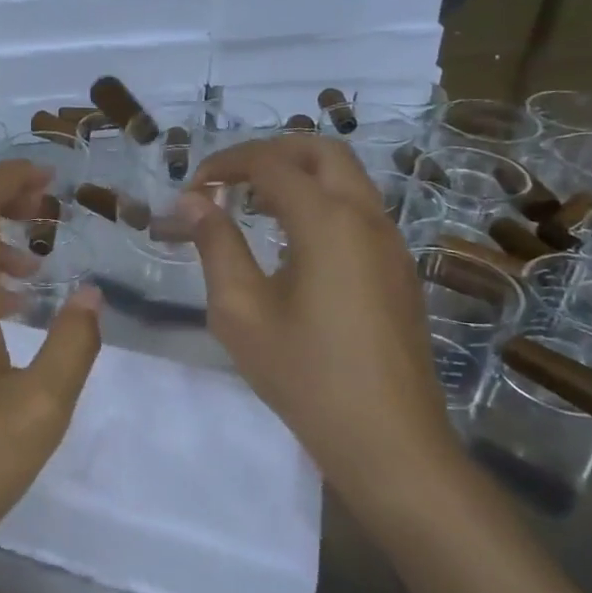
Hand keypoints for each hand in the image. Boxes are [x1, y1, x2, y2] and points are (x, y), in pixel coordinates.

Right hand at [178, 136, 457, 513]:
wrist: (388, 441)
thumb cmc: (304, 375)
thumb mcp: (240, 310)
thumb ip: (216, 245)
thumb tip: (195, 201)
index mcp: (327, 222)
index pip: (271, 164)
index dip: (226, 165)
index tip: (193, 189)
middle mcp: (367, 218)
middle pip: (321, 151)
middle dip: (269, 152)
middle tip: (227, 180)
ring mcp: (391, 244)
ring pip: (346, 178)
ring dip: (296, 176)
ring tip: (250, 206)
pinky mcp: (398, 270)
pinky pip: (358, 211)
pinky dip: (319, 203)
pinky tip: (289, 243)